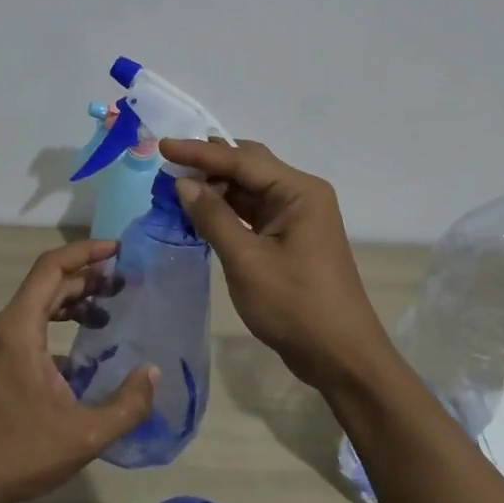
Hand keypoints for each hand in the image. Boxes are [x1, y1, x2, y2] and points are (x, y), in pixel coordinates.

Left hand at [0, 240, 156, 502]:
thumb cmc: (18, 453)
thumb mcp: (83, 435)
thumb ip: (127, 405)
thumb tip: (153, 373)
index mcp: (19, 327)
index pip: (52, 267)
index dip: (86, 252)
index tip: (119, 250)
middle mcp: (5, 326)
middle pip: (48, 283)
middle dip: (88, 277)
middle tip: (126, 283)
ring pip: (40, 304)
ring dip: (75, 301)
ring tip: (111, 309)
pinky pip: (32, 327)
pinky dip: (60, 324)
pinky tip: (87, 349)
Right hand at [160, 139, 390, 393]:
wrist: (340, 356)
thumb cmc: (295, 306)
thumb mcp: (247, 260)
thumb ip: (213, 217)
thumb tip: (184, 183)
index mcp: (299, 192)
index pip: (242, 159)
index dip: (199, 152)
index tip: (163, 145)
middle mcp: (301, 195)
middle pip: (249, 166)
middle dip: (209, 163)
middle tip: (169, 163)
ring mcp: (297, 218)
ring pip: (249, 190)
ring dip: (215, 188)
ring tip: (176, 186)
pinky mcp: (289, 239)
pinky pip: (253, 213)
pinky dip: (226, 210)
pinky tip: (199, 212)